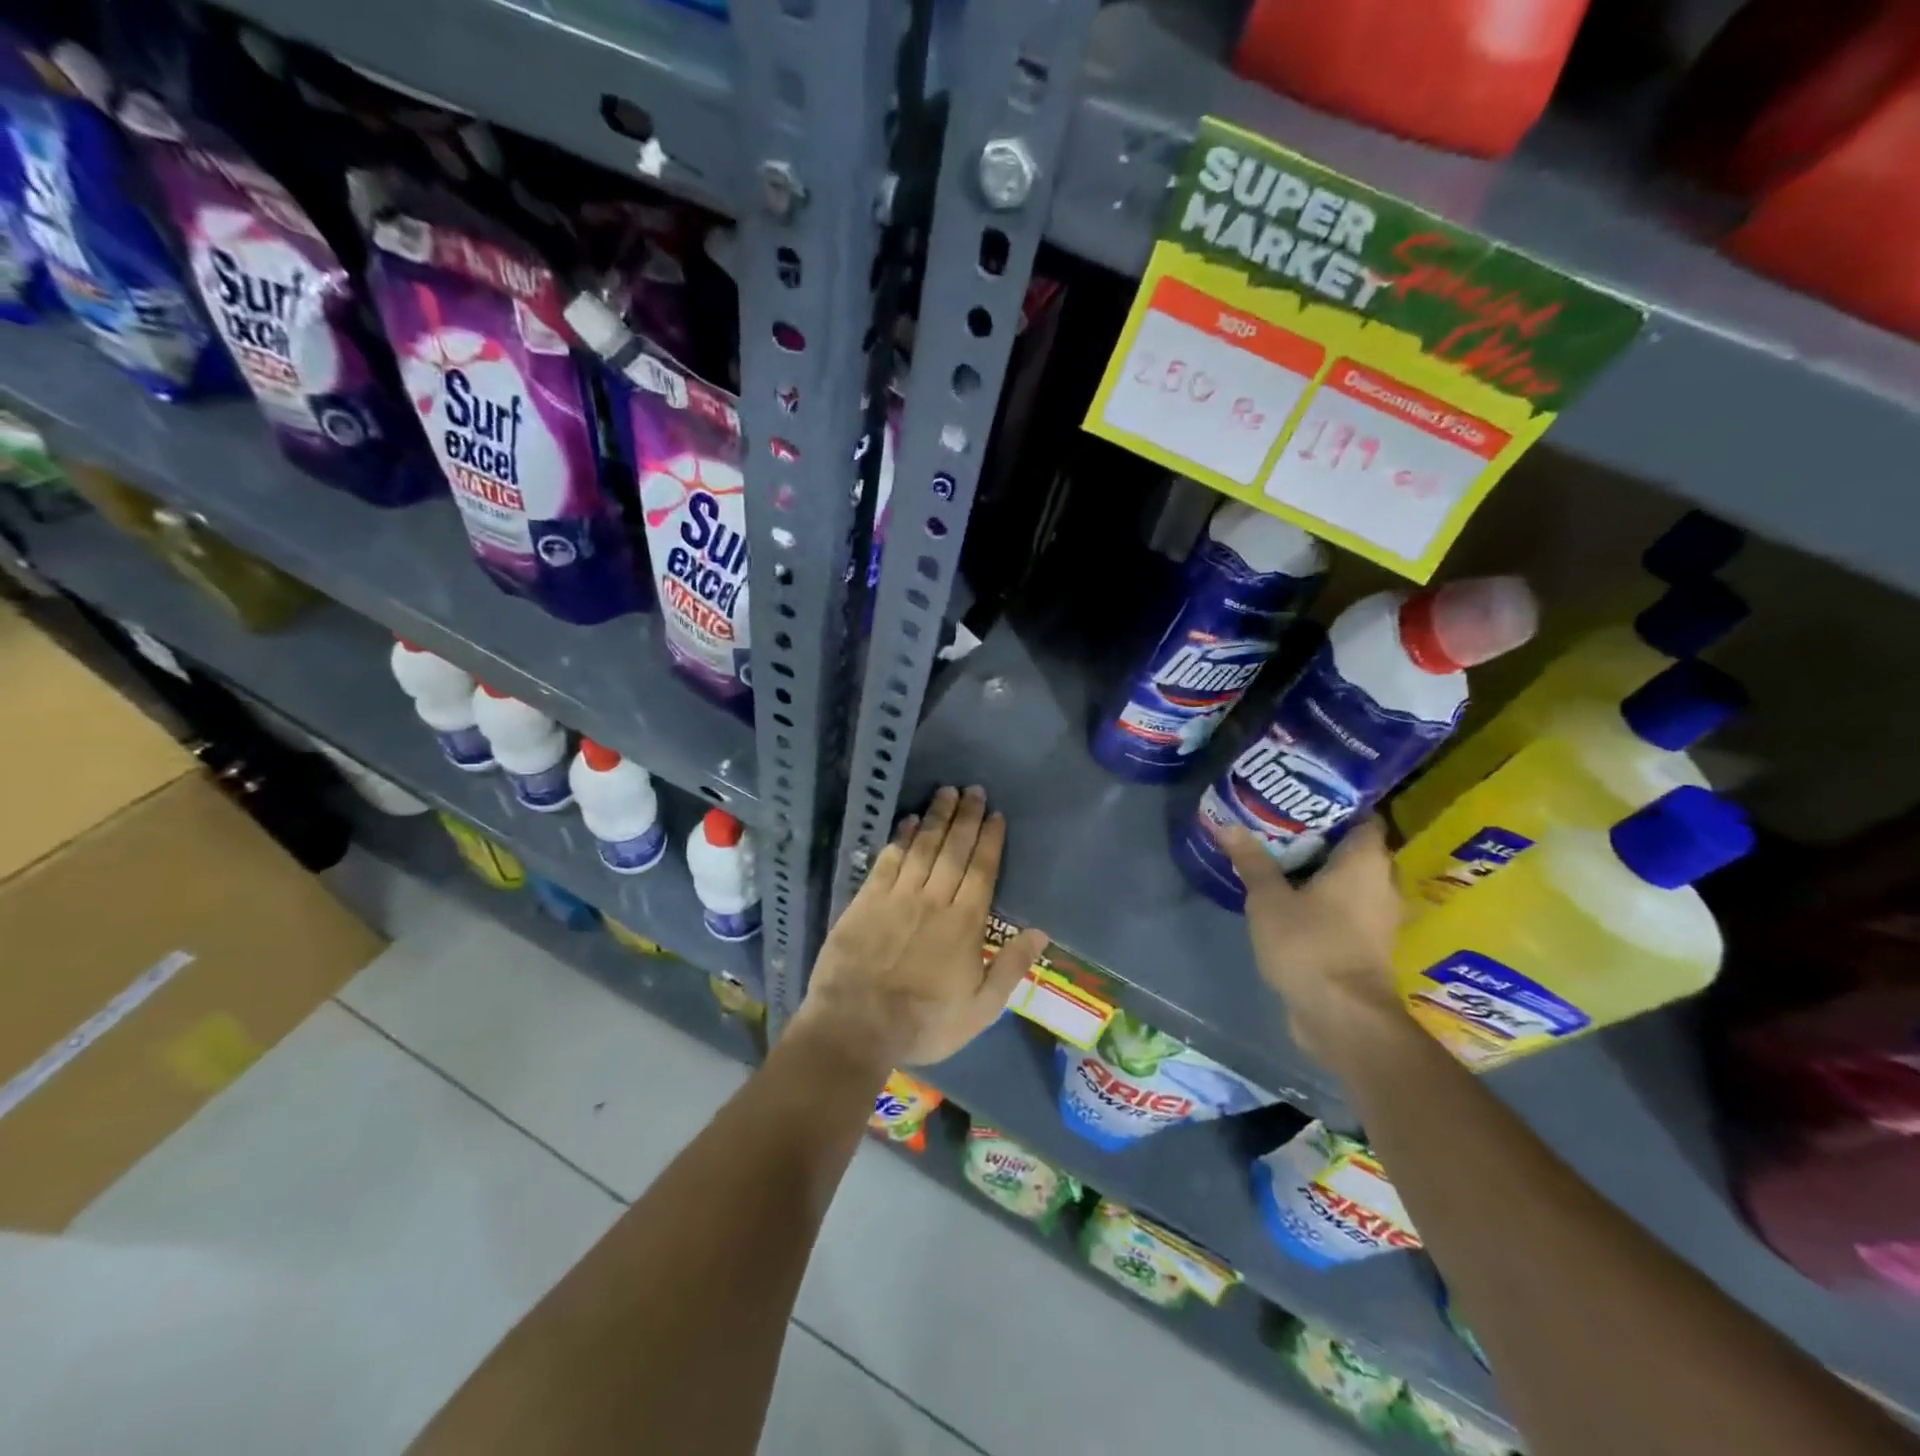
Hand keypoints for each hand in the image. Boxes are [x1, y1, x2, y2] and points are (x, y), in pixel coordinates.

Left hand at [796, 786, 1049, 1069]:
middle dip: (966, 817)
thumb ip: (1010, 967)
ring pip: (922, 847)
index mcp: (964, 924)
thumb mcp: (980, 1009)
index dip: (989, 840)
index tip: (995, 815)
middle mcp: (933, 899)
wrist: (856, 1026)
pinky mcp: (866, 900)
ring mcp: (897, 896)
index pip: (981, 871)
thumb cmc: (924, 1023)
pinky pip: (888, 860)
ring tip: (946, 791)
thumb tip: (1040, 932)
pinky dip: (901, 837)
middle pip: (953, 850)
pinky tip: (909, 820)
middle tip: (973, 789)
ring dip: (936, 817)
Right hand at [1217, 818, 1408, 1063]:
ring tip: (1282, 857)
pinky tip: (1292, 896)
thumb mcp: (1268, 899)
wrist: (1341, 1016)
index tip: (1303, 799)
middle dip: (1324, 837)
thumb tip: (1226, 824)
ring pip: (1353, 879)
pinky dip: (1327, 897)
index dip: (1338, 805)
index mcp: (1365, 862)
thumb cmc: (1309, 944)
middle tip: (1282, 825)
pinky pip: (1349, 905)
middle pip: (1357, 847)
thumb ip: (1251, 861)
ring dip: (1324, 870)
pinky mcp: (1369, 943)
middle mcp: (1382, 883)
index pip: (1365, 817)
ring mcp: (1380, 916)